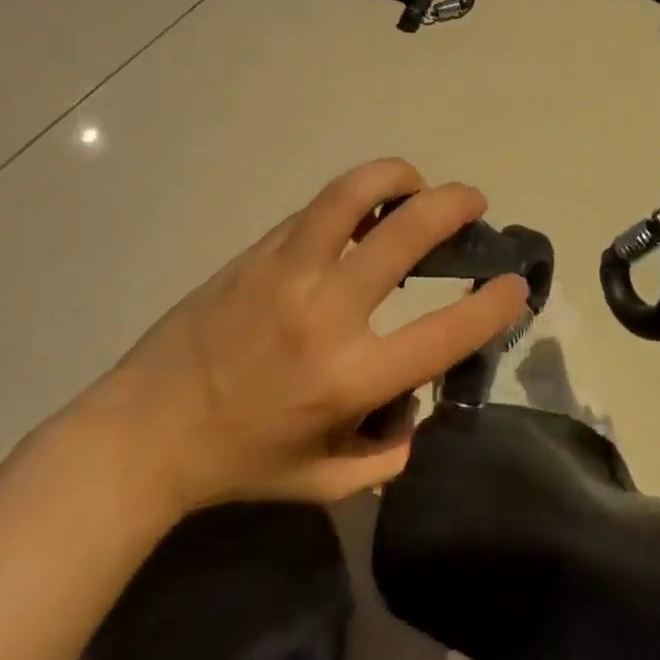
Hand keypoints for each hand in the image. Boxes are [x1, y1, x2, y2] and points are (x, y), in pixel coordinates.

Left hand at [80, 158, 527, 512]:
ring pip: (353, 193)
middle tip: (473, 203)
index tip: (514, 284)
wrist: (145, 430)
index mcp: (349, 378)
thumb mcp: (327, 482)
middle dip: (455, 207)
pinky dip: (352, 201)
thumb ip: (388, 451)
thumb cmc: (240, 462)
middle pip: (407, 234)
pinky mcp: (258, 252)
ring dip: (397, 177)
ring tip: (415, 184)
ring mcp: (287, 271)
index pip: (446, 330)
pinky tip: (360, 213)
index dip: (495, 303)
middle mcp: (325, 312)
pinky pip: (317, 211)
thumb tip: (418, 403)